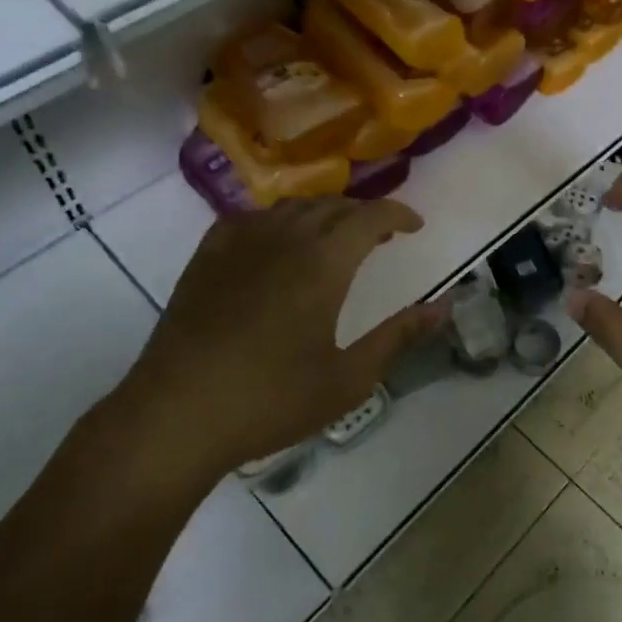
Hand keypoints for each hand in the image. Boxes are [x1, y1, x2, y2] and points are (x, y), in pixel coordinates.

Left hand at [113, 198, 445, 486]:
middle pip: (333, 206)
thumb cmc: (271, 400)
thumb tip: (443, 306)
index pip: (370, 217)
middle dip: (364, 214)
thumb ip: (399, 336)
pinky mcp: (208, 255)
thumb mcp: (348, 378)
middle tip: (380, 237)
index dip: (398, 214)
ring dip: (323, 215)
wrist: (177, 414)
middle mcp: (284, 238)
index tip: (415, 226)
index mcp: (323, 263)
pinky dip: (278, 221)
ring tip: (333, 240)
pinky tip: (277, 243)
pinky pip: (251, 218)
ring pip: (292, 207)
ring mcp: (240, 242)